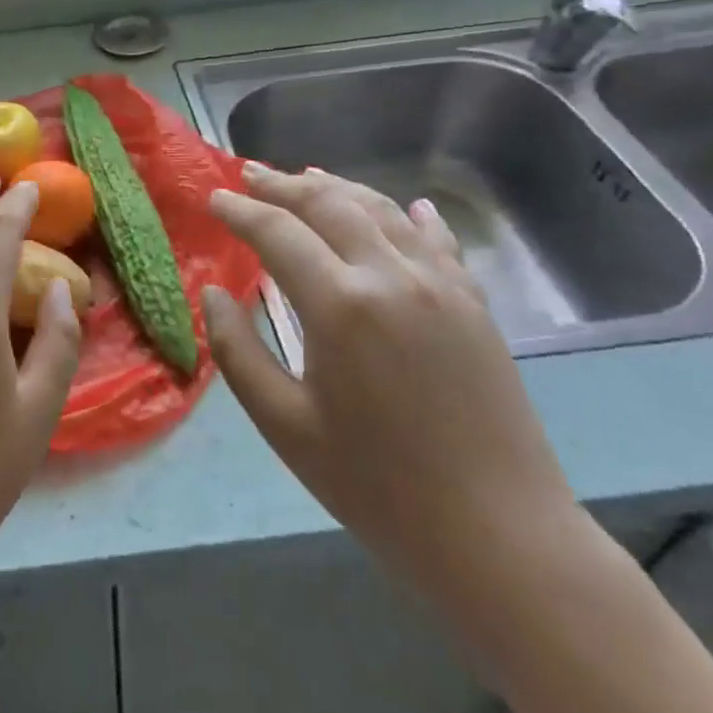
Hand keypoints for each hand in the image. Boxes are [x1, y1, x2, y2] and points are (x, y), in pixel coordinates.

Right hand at [203, 165, 580, 601]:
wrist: (500, 539)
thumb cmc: (376, 487)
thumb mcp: (284, 425)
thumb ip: (238, 350)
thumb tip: (214, 292)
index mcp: (340, 304)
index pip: (276, 231)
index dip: (239, 210)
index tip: (213, 198)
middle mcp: (391, 276)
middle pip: (329, 204)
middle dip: (283, 184)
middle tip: (249, 174)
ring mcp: (442, 285)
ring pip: (382, 211)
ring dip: (339, 188)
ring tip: (307, 177)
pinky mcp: (475, 305)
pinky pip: (438, 241)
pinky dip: (412, 217)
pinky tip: (408, 208)